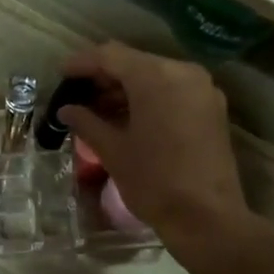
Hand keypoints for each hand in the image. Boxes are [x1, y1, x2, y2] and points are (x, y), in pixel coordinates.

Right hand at [55, 42, 255, 253]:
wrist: (206, 217)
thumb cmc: (154, 181)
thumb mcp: (113, 151)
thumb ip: (87, 123)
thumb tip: (66, 110)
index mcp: (156, 76)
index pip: (110, 55)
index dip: (82, 63)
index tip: (61, 74)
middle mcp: (183, 72)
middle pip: (135, 63)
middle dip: (105, 77)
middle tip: (78, 95)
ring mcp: (202, 89)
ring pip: (155, 77)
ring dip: (127, 89)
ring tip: (98, 111)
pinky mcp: (212, 109)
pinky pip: (173, 92)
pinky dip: (149, 99)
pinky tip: (128, 119)